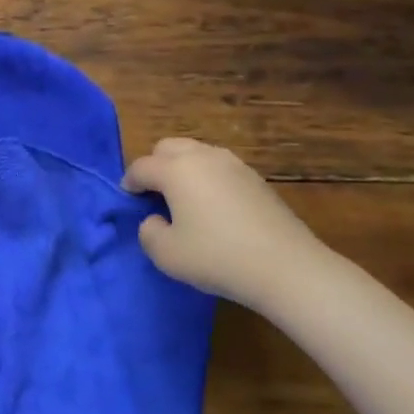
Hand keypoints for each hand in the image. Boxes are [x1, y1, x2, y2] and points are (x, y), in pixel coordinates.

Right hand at [122, 138, 338, 308]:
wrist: (286, 266)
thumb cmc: (217, 257)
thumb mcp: (166, 254)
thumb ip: (148, 232)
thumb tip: (155, 219)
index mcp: (175, 170)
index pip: (141, 167)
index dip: (129, 182)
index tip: (128, 200)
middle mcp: (202, 156)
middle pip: (167, 147)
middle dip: (155, 166)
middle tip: (155, 195)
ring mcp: (233, 164)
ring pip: (196, 153)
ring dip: (183, 168)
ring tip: (184, 199)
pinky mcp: (255, 178)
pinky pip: (219, 167)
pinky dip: (208, 178)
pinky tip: (214, 207)